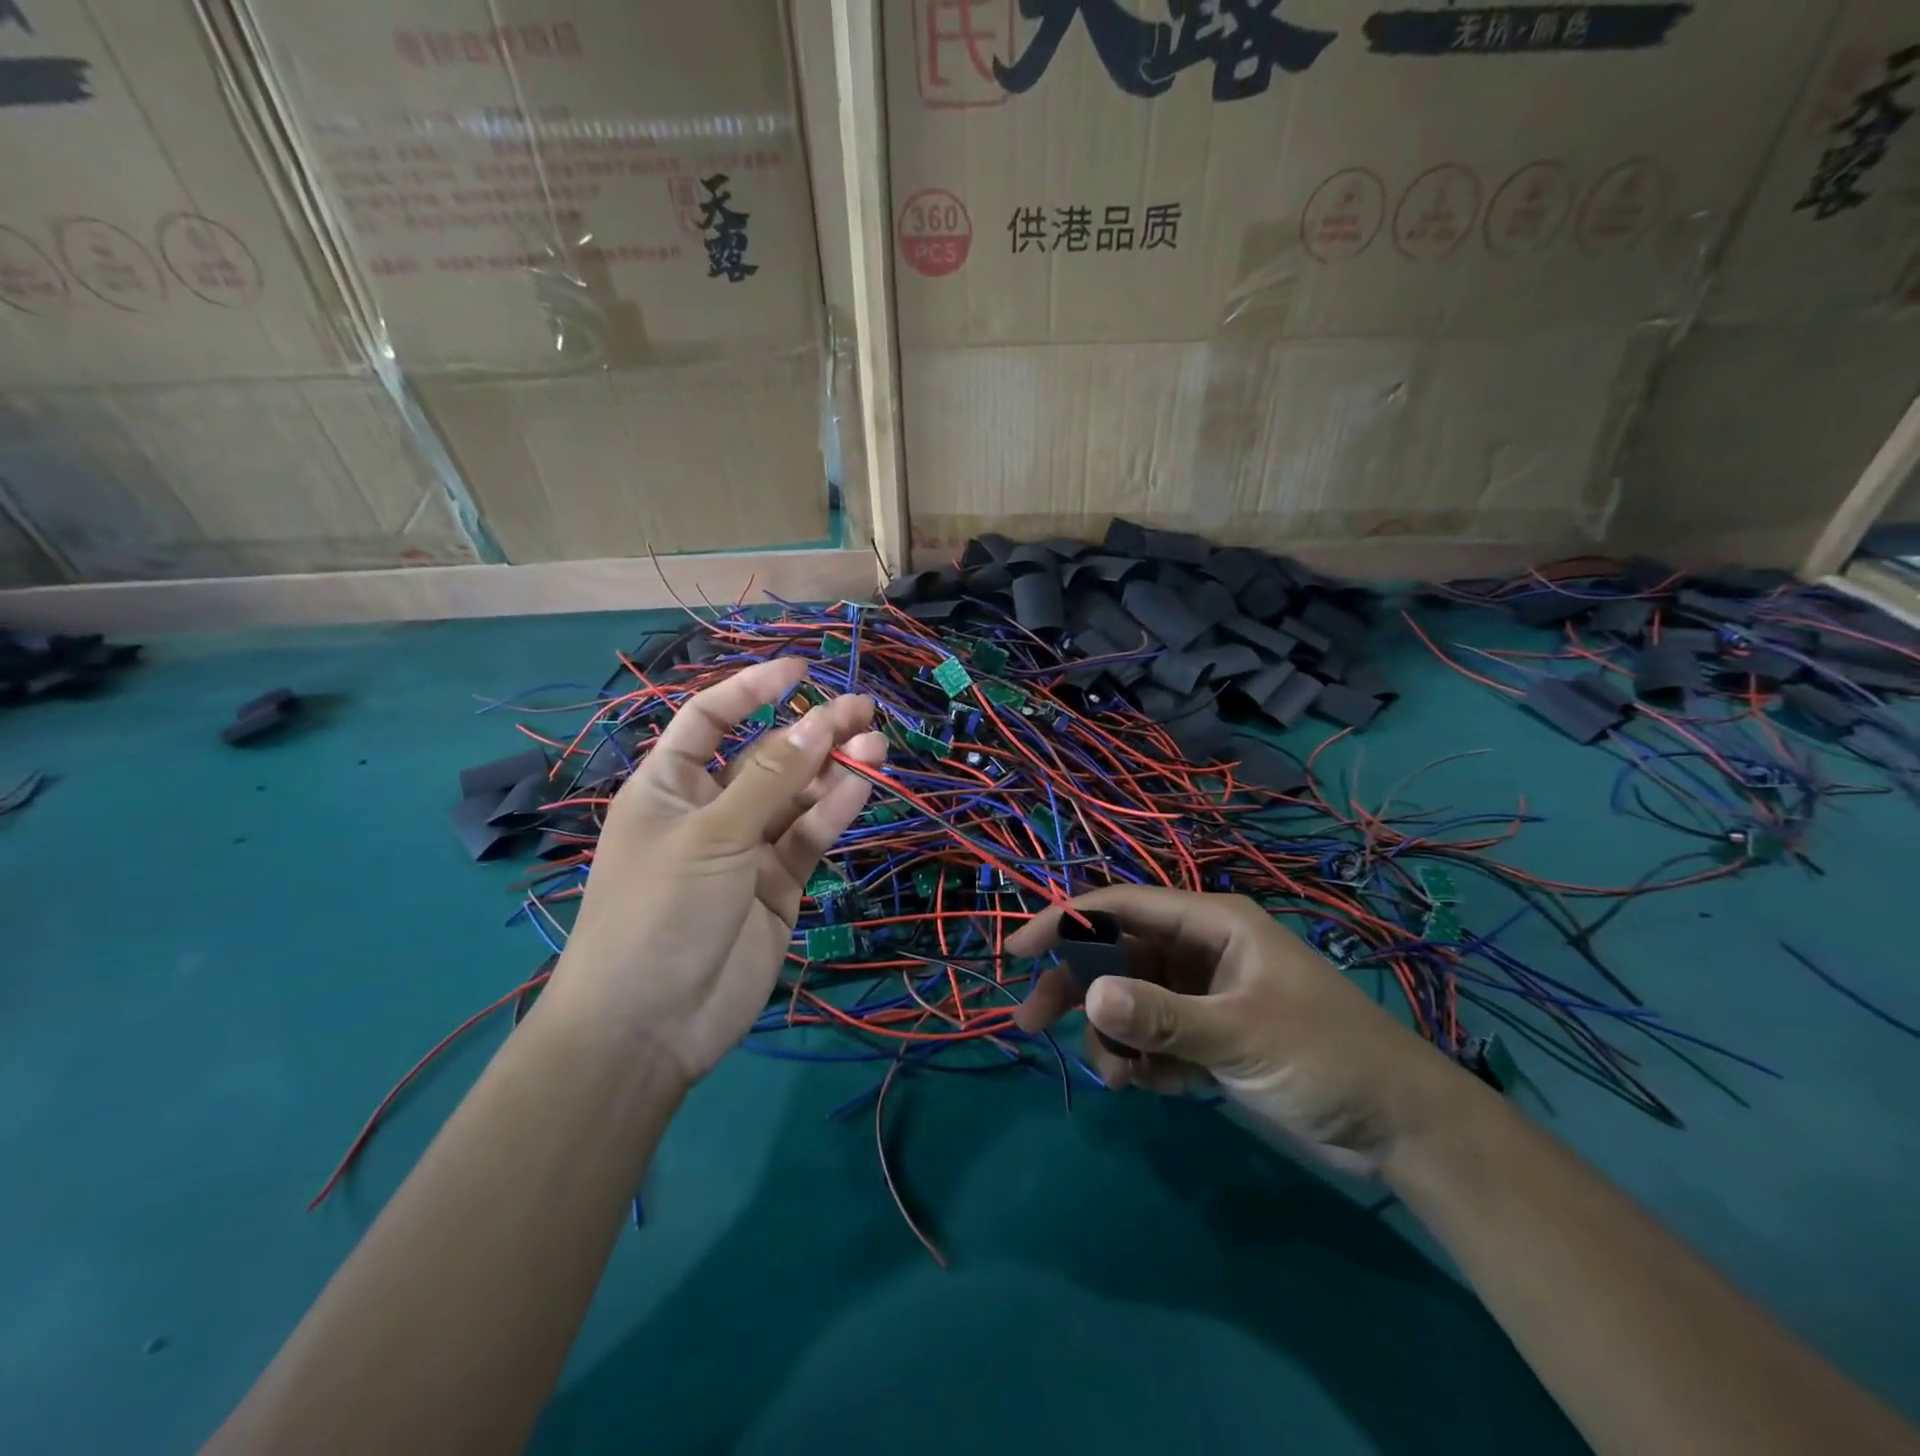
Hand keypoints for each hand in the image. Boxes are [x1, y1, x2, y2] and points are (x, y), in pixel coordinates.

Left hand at [544, 658, 886, 1088]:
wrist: (650, 1026)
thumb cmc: (658, 911)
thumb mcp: (712, 834)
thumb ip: (770, 779)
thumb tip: (817, 721)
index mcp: (669, 786)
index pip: (709, 719)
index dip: (750, 690)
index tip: (800, 670)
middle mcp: (710, 810)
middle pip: (766, 756)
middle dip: (811, 731)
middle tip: (863, 709)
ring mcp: (747, 850)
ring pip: (798, 797)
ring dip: (833, 769)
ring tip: (876, 744)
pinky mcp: (779, 886)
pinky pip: (809, 837)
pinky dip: (835, 810)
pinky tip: (864, 783)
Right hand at [1010, 887, 1469, 1176]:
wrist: (1400, 1127)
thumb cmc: (1326, 1057)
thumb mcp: (1240, 1034)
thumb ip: (1163, 1017)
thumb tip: (1089, 998)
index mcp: (1211, 923)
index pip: (1122, 907)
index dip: (1066, 923)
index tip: (1019, 951)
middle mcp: (1200, 949)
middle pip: (1117, 955)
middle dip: (1078, 988)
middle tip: (1034, 1024)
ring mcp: (1203, 993)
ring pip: (1130, 1000)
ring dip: (1114, 1035)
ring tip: (1119, 1077)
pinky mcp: (1208, 1035)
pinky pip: (1153, 1036)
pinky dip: (1142, 1059)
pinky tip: (1152, 1087)